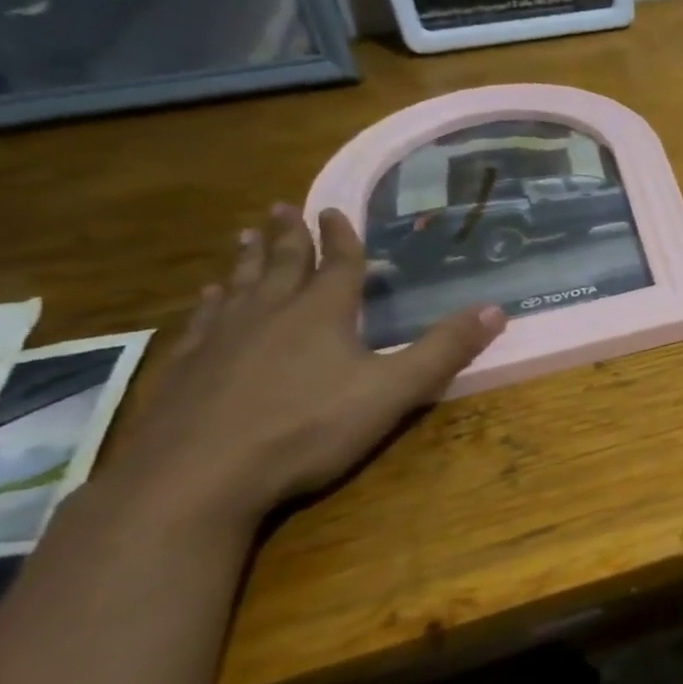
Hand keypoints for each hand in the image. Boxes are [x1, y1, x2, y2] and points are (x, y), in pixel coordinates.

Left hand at [112, 205, 505, 522]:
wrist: (198, 476)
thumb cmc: (307, 428)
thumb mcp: (394, 391)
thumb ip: (444, 350)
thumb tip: (496, 309)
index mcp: (321, 314)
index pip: (337, 265)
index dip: (341, 237)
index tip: (334, 209)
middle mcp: (269, 314)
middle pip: (281, 265)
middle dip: (288, 236)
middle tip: (282, 207)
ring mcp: (222, 339)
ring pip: (239, 286)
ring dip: (247, 260)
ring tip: (245, 238)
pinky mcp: (187, 368)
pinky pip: (202, 321)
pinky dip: (210, 303)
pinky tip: (207, 300)